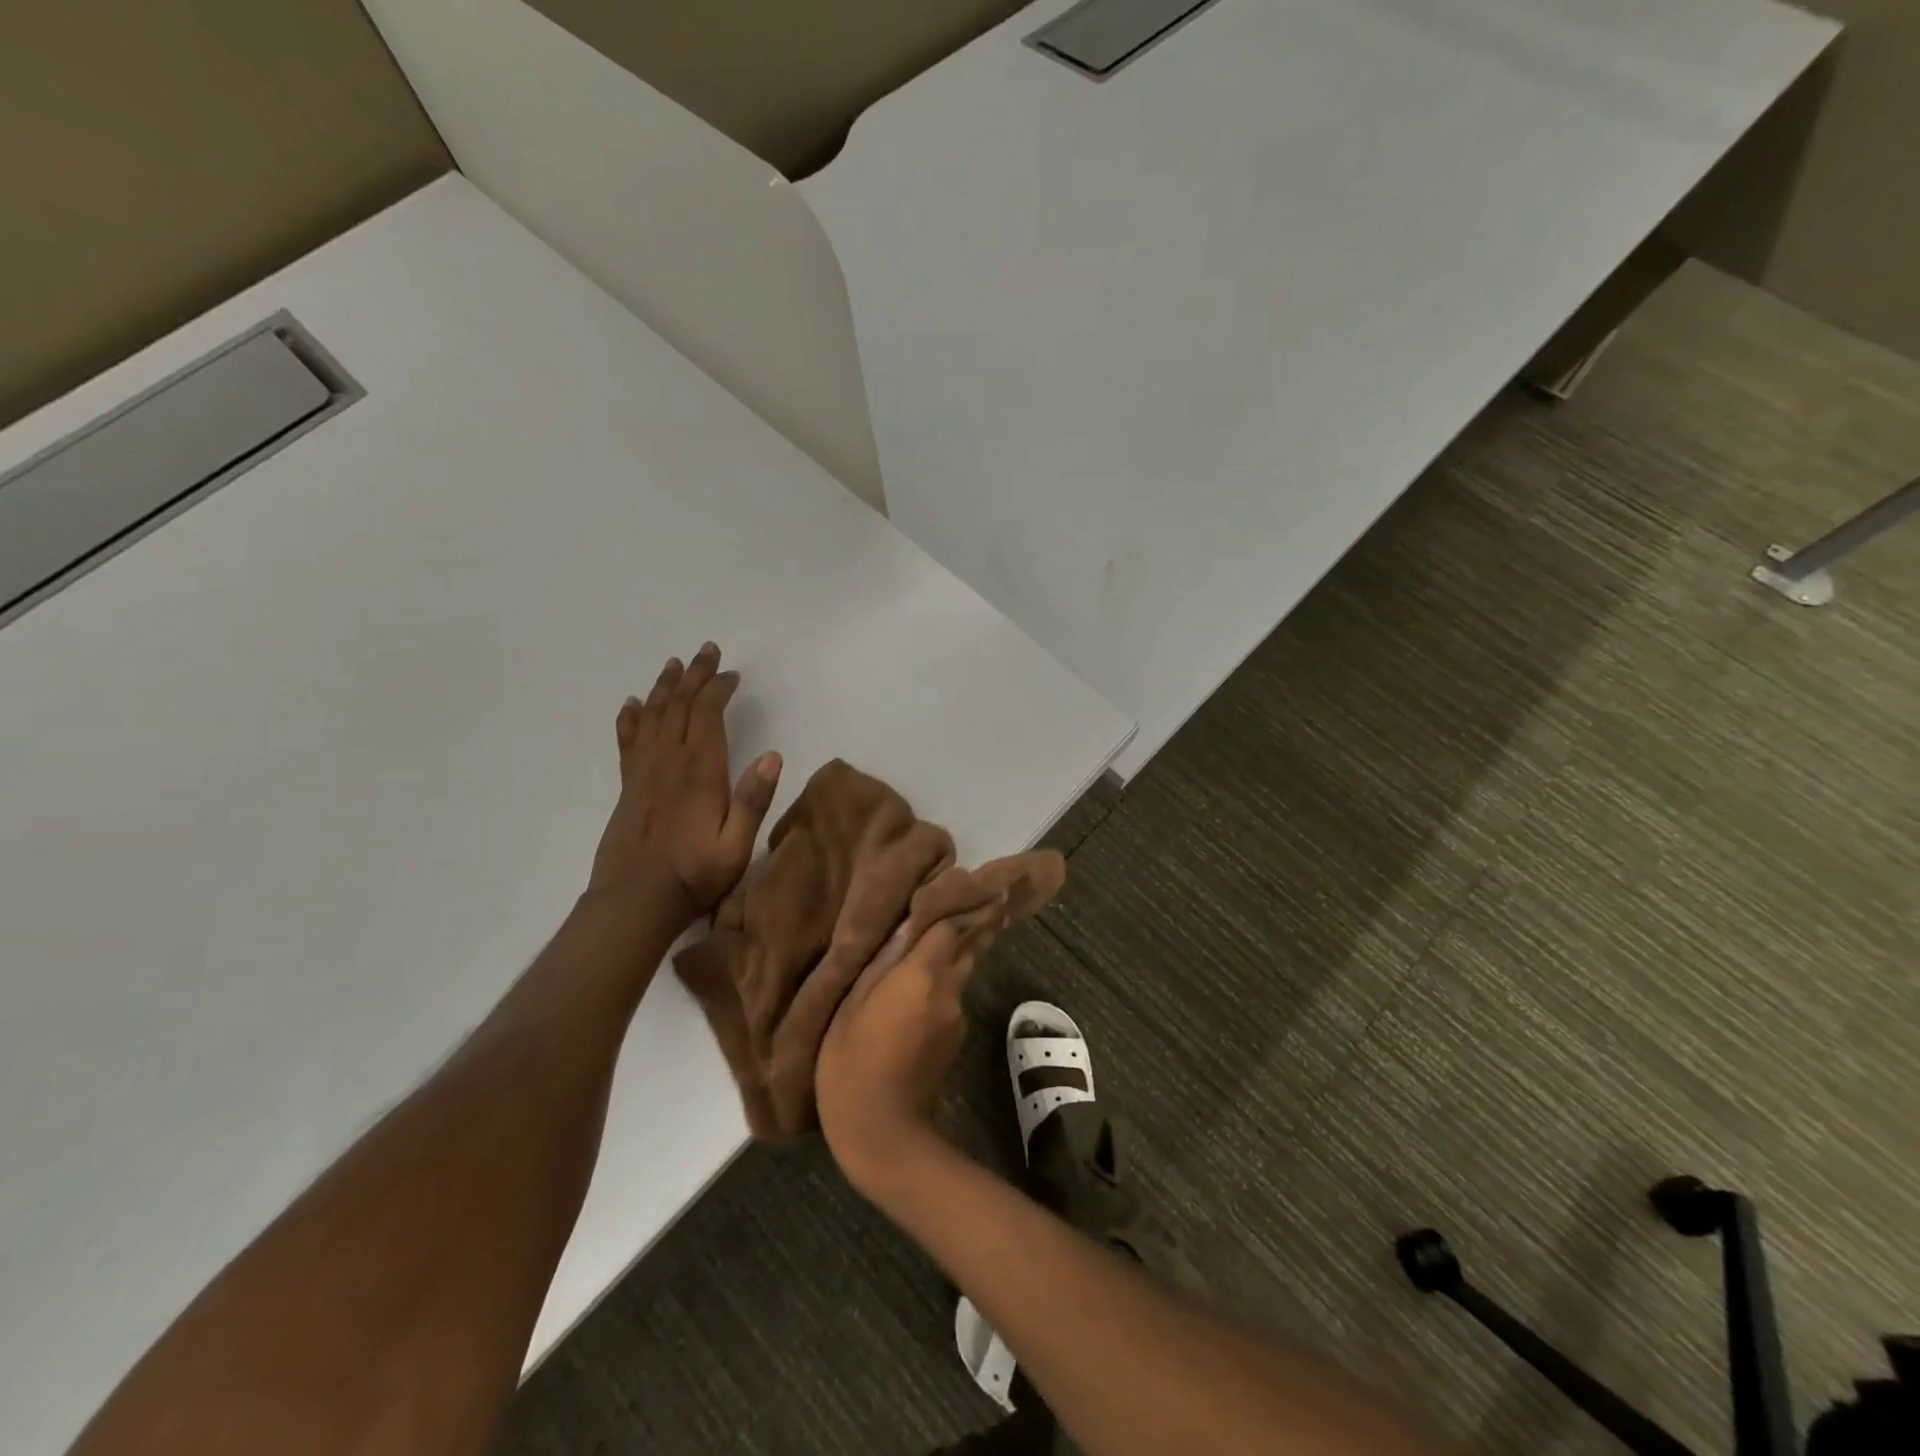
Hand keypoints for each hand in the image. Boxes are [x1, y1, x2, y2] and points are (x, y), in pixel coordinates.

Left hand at [589, 643, 781, 927]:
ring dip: (665, 688)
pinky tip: (633, 704)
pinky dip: (631, 718)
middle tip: (706, 651)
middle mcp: (669, 763)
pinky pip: (628, 741)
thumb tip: (772, 755)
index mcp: (700, 773)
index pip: (708, 716)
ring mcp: (644, 773)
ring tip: (674, 665)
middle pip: (680, 707)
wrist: (635, 902)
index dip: (718, 690)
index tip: (731, 674)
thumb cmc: (695, 875)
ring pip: (653, 717)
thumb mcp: (737, 845)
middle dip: (694, 676)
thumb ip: (753, 800)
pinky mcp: (628, 786)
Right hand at [816, 904, 1006, 1198]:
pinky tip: (916, 997)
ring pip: (959, 974)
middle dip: (962, 928)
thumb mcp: (852, 1006)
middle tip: (955, 906)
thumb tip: (906, 926)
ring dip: (949, 960)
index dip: (951, 905)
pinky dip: (940, 990)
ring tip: (926, 950)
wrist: (883, 1135)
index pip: (950, 927)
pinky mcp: (955, 1041)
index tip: (952, 887)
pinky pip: (950, 1000)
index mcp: (923, 976)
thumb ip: (881, 962)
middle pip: (964, 948)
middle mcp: (949, 991)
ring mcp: (957, 1018)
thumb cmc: (852, 1064)